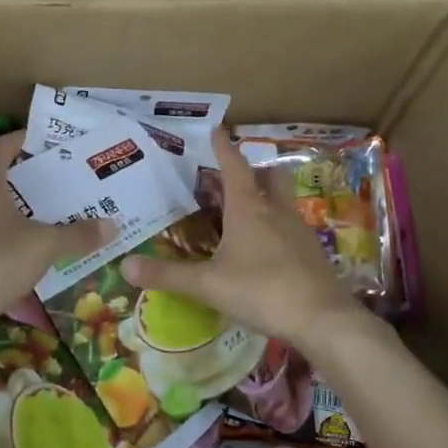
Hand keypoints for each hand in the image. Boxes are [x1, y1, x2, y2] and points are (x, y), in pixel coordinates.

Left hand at [0, 133, 110, 327]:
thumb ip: (78, 234)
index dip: (28, 142)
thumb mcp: (45, 246)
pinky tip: (13, 242)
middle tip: (54, 183)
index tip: (52, 147)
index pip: (5, 144)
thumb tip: (112, 226)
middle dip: (22, 176)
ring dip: (6, 202)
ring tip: (38, 212)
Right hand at [122, 129, 359, 348]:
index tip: (216, 130)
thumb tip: (125, 265)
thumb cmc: (262, 290)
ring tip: (242, 214)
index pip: (234, 166)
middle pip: (268, 176)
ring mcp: (298, 230)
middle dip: (251, 170)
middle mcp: (275, 210)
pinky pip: (289, 227)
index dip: (223, 148)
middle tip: (229, 179)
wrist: (322, 318)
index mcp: (248, 208)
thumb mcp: (208, 285)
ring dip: (264, 198)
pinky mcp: (310, 251)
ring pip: (281, 200)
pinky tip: (262, 249)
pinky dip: (274, 226)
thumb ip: (168, 275)